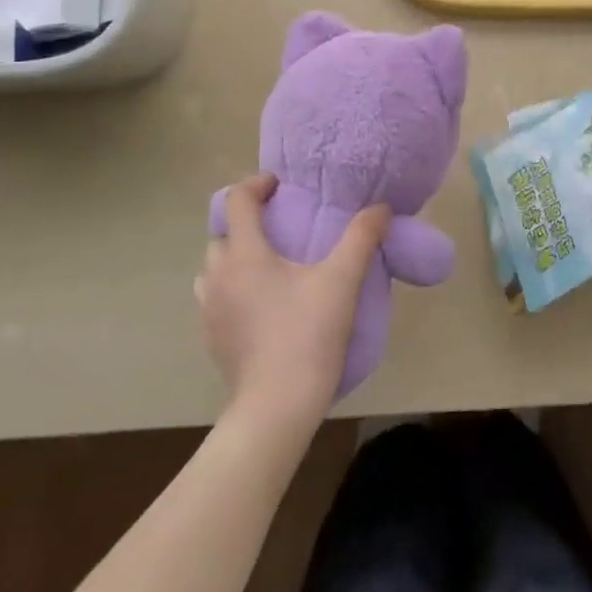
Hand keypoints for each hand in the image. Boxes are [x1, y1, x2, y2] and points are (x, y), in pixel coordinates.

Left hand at [197, 175, 390, 427]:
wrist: (276, 407)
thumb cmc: (307, 336)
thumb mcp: (342, 281)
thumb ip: (361, 238)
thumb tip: (380, 208)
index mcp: (244, 254)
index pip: (236, 200)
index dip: (256, 184)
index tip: (280, 186)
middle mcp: (218, 276)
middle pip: (222, 233)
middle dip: (247, 223)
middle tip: (281, 227)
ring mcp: (210, 310)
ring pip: (214, 268)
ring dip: (235, 257)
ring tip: (268, 267)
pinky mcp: (212, 339)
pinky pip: (215, 299)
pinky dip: (233, 289)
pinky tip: (262, 307)